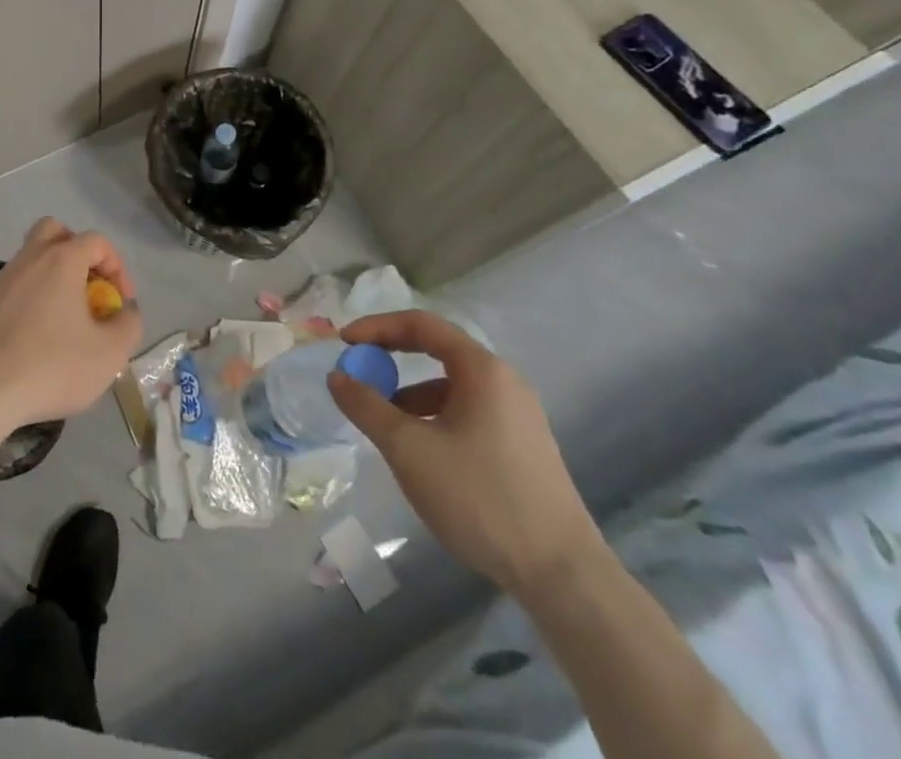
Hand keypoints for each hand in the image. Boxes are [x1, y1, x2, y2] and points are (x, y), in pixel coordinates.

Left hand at [0, 217, 143, 430]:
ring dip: (51, 278)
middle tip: (86, 288)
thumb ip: (129, 324)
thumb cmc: (52, 366)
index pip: (96, 241)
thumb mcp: (109, 353)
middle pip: (55, 233)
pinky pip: (12, 287)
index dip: (117, 267)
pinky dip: (28, 299)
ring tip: (63, 319)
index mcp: (61, 260)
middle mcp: (28, 258)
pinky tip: (33, 336)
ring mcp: (1, 279)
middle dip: (77, 253)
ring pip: (30, 259)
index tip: (120, 303)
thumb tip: (125, 311)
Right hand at [329, 310, 604, 598]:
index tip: (344, 343)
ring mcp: (518, 417)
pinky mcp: (522, 449)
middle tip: (359, 374)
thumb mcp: (409, 449)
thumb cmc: (480, 497)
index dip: (377, 327)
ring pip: (451, 387)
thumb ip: (367, 406)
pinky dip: (434, 418)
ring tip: (384, 424)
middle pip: (438, 351)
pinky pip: (467, 414)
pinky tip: (421, 454)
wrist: (562, 576)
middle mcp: (504, 383)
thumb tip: (337, 376)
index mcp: (482, 370)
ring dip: (411, 395)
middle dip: (392, 359)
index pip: (421, 325)